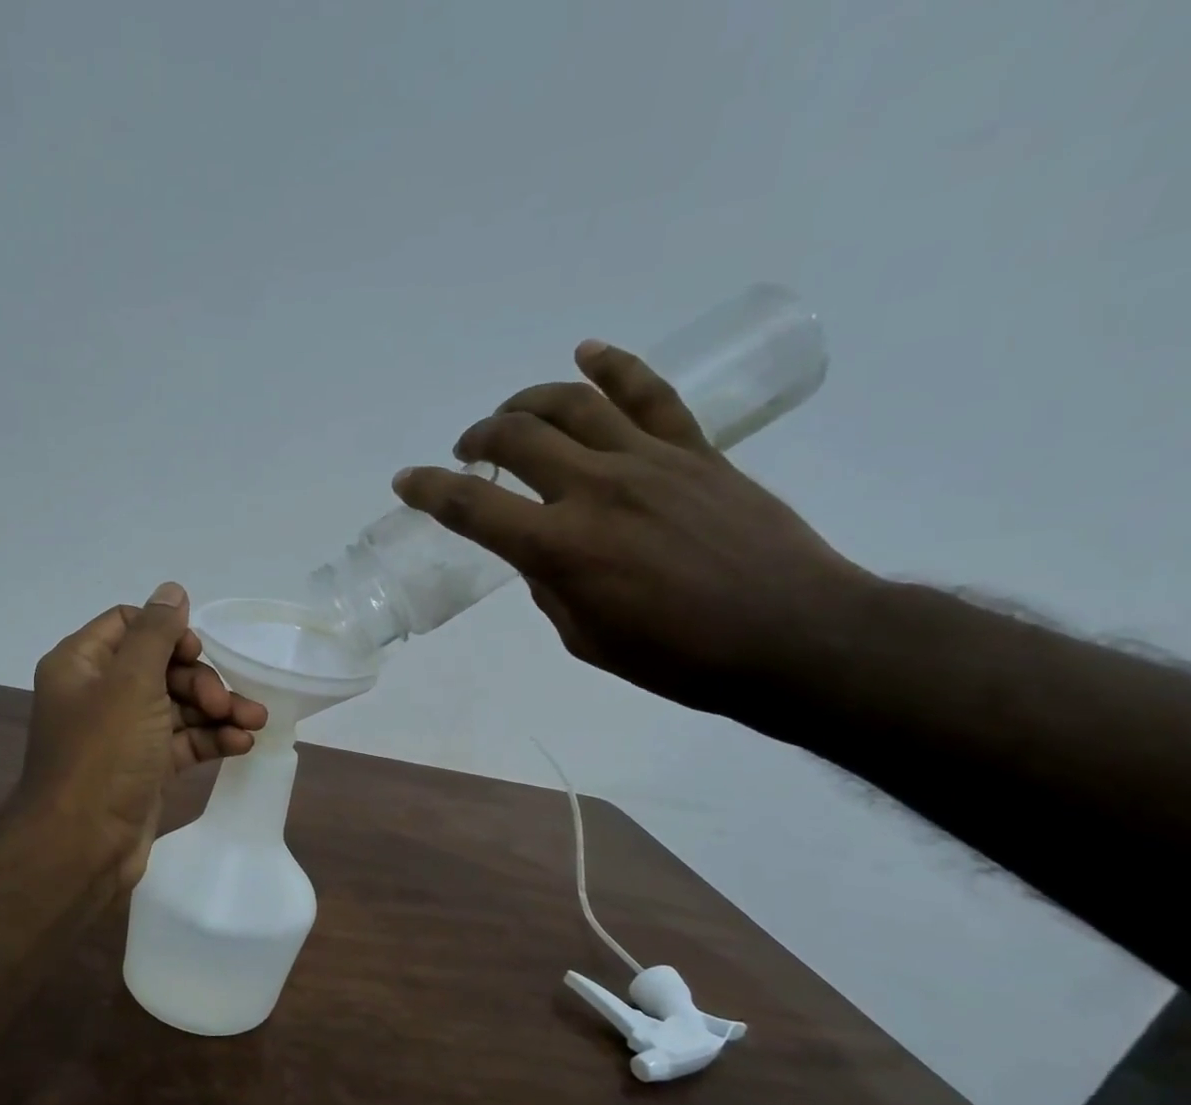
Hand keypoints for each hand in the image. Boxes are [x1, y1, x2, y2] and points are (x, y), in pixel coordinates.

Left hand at [16, 582, 267, 900]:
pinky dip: (211, 740)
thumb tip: (172, 591)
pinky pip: (182, 742)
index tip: (197, 653)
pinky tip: (242, 745)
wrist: (82, 847)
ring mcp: (122, 734)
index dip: (169, 633)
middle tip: (226, 703)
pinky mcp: (143, 769)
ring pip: (177, 707)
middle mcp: (98, 694)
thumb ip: (156, 633)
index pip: (130, 625)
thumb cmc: (103, 756)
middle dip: (201, 681)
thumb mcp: (131, 683)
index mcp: (81, 664)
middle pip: (160, 667)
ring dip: (216, 711)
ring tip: (254, 723)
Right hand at [391, 340, 875, 715]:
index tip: (406, 481)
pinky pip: (649, 395)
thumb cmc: (678, 657)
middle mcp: (596, 490)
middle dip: (479, 437)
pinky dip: (615, 367)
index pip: (473, 508)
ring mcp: (650, 462)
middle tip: (466, 451)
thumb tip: (546, 555)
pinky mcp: (695, 452)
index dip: (429, 491)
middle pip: (519, 437)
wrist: (791, 636)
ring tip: (511, 413)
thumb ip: (552, 588)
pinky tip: (587, 353)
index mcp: (561, 548)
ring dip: (529, 401)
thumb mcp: (586, 639)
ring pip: (575, 404)